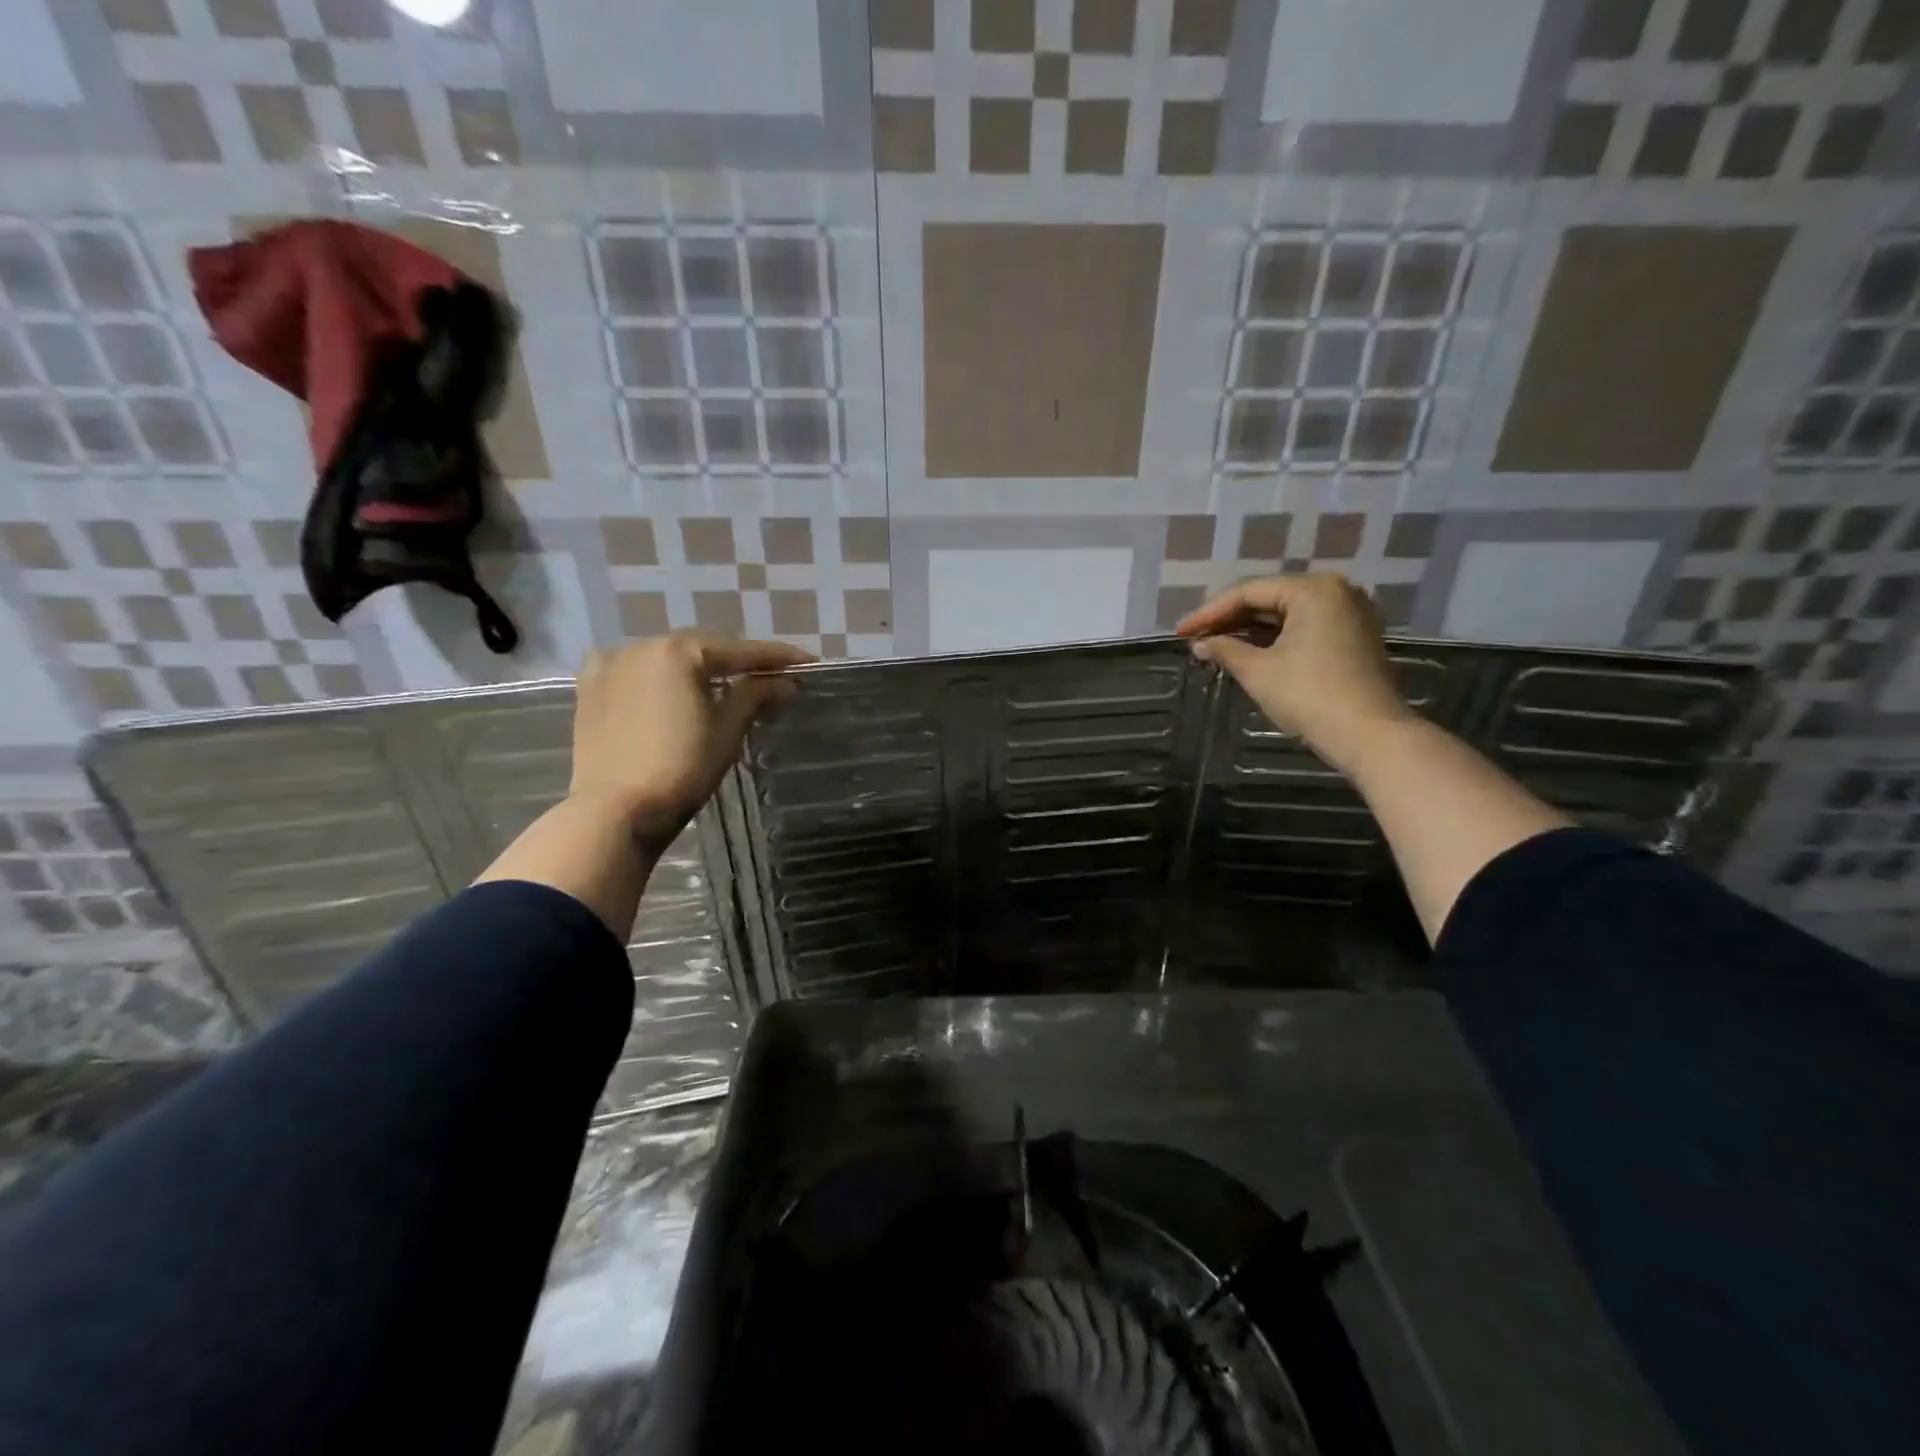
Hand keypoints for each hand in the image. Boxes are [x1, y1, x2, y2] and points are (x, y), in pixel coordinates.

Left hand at [569, 631, 812, 844]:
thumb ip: (756, 695)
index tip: (808, 662)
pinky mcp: (590, 687)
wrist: (614, 811)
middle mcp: (641, 645)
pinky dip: (662, 677)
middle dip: (736, 662)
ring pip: (668, 658)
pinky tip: (676, 692)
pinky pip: (638, 671)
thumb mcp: (727, 731)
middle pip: (703, 648)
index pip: (740, 650)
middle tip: (769, 678)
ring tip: (726, 687)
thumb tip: (786, 682)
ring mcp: (610, 664)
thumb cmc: (681, 769)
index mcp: (678, 652)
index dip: (778, 657)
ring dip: (699, 669)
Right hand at [1176, 574, 1412, 769]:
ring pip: (1287, 614)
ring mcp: (1349, 614)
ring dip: (1250, 630)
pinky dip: (1275, 638)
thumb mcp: (1258, 671)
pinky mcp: (1354, 637)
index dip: (1209, 613)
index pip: (1248, 592)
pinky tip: (1249, 652)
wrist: (1369, 735)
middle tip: (1196, 638)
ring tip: (1216, 646)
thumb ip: (1225, 650)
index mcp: (1312, 589)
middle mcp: (1336, 591)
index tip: (1180, 633)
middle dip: (1230, 619)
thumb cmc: (1308, 695)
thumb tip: (1200, 644)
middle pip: (1269, 598)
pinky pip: (1305, 627)